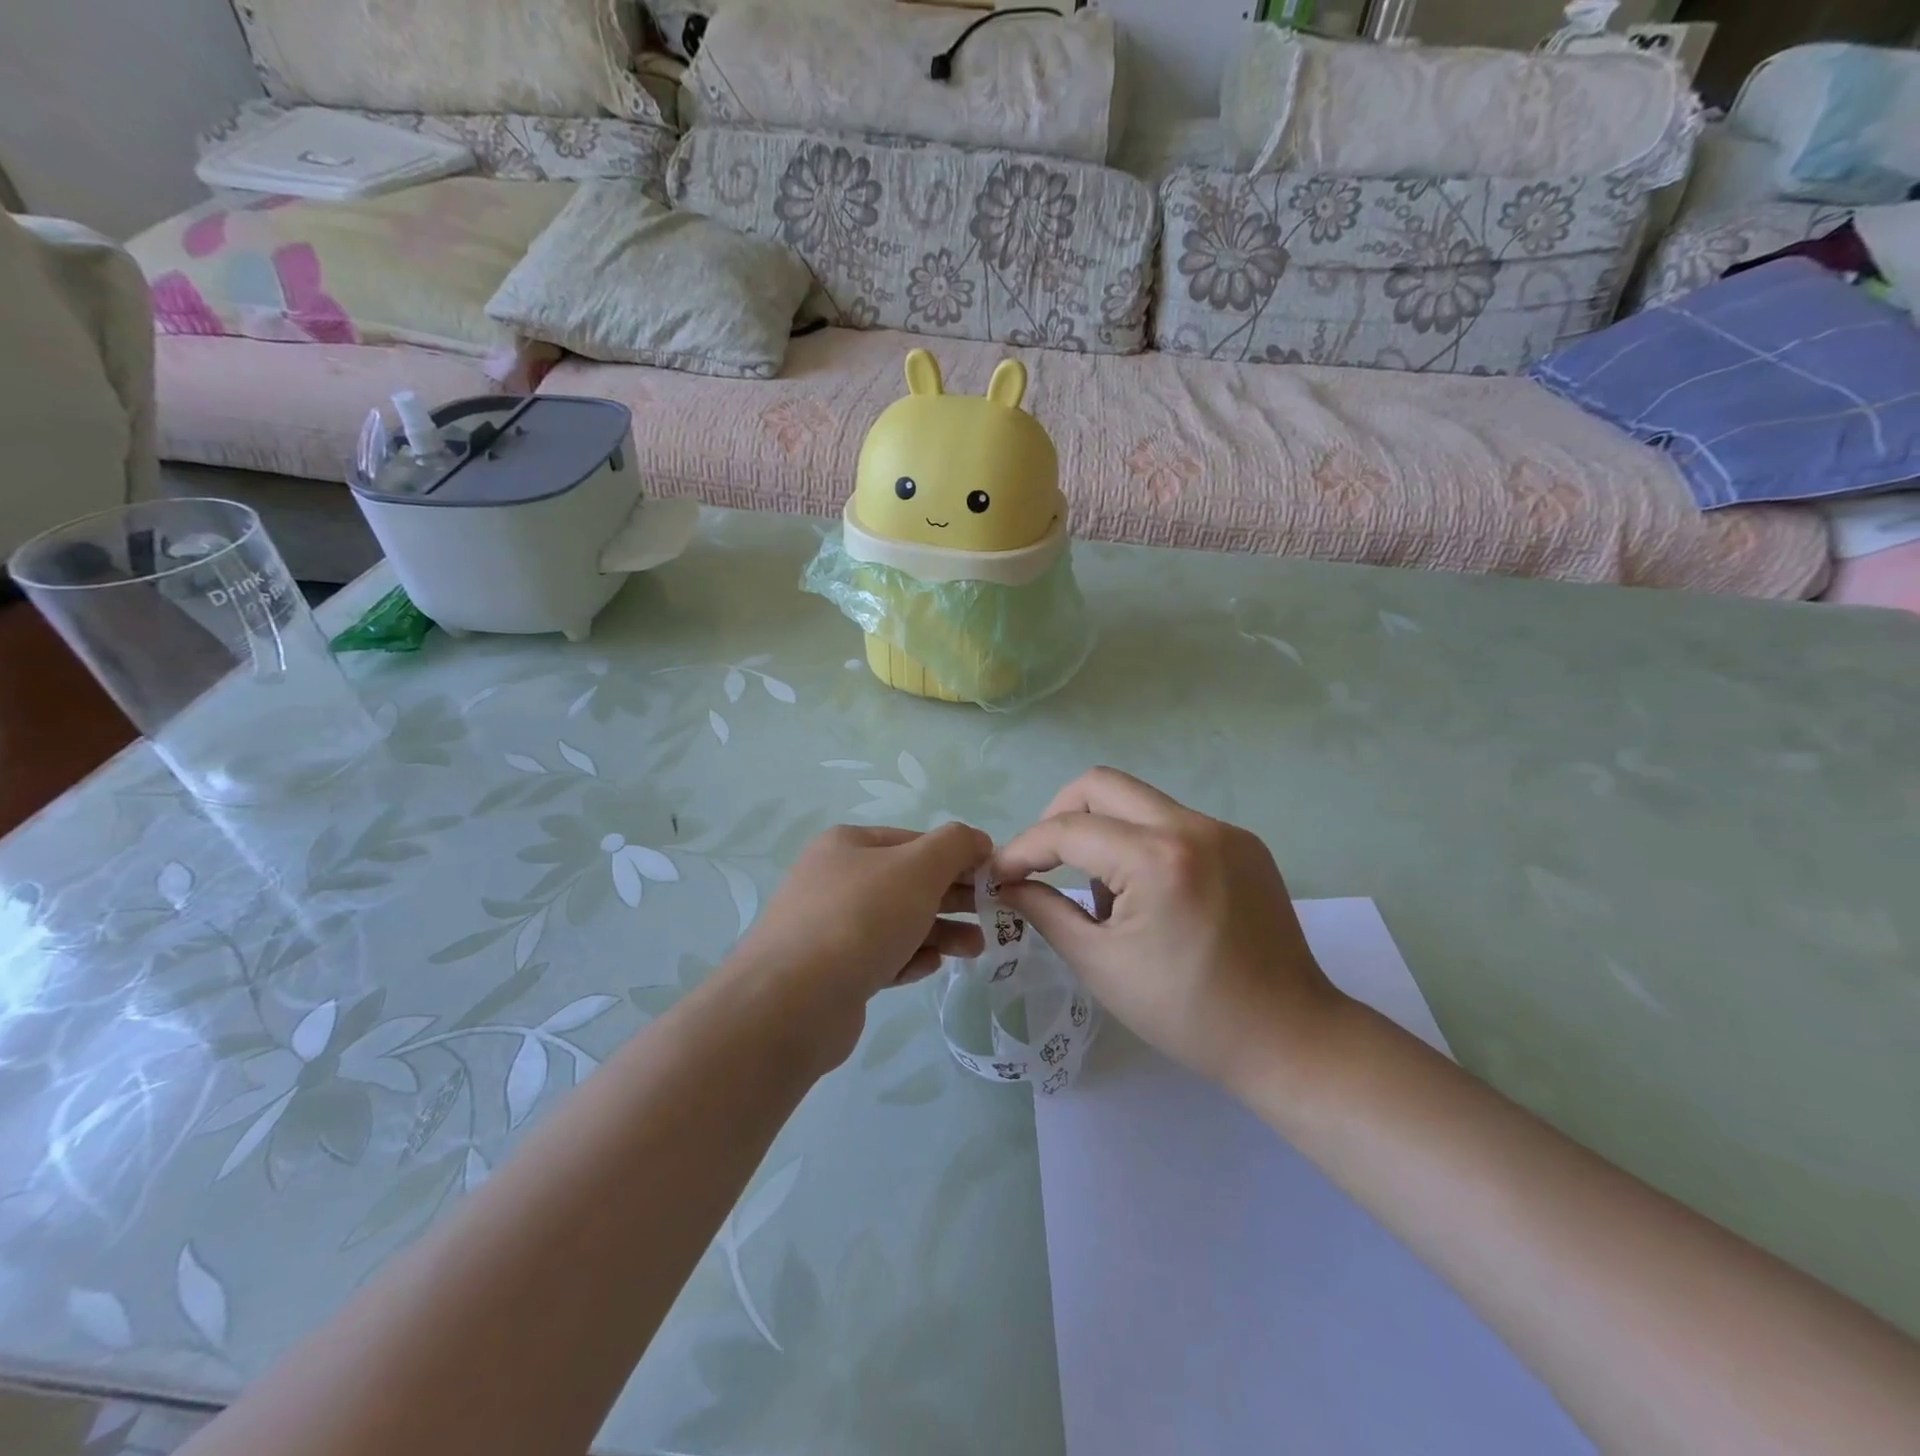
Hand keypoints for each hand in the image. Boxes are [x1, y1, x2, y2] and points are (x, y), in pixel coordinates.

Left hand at [719, 823, 989, 1068]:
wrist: (793, 1002)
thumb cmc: (861, 918)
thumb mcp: (918, 867)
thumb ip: (955, 845)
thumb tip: (977, 840)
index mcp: (849, 844)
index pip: (916, 841)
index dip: (958, 857)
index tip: (993, 880)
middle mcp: (834, 879)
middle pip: (908, 883)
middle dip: (953, 898)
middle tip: (992, 917)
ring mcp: (828, 927)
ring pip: (897, 922)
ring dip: (939, 932)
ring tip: (974, 950)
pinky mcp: (831, 972)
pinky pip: (880, 957)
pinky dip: (909, 958)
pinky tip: (930, 967)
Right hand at [991, 768, 1343, 1091]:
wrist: (1288, 1037)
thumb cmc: (1186, 1013)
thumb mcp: (1100, 964)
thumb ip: (1044, 911)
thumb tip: (1006, 884)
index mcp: (1157, 858)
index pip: (1068, 830)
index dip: (1023, 849)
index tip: (999, 875)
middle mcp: (1192, 826)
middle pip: (1100, 784)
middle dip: (1058, 817)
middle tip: (1044, 862)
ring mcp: (1224, 830)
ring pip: (1138, 800)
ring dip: (1102, 831)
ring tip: (1105, 894)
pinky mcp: (1243, 843)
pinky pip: (1172, 822)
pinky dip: (1141, 843)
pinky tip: (1148, 894)